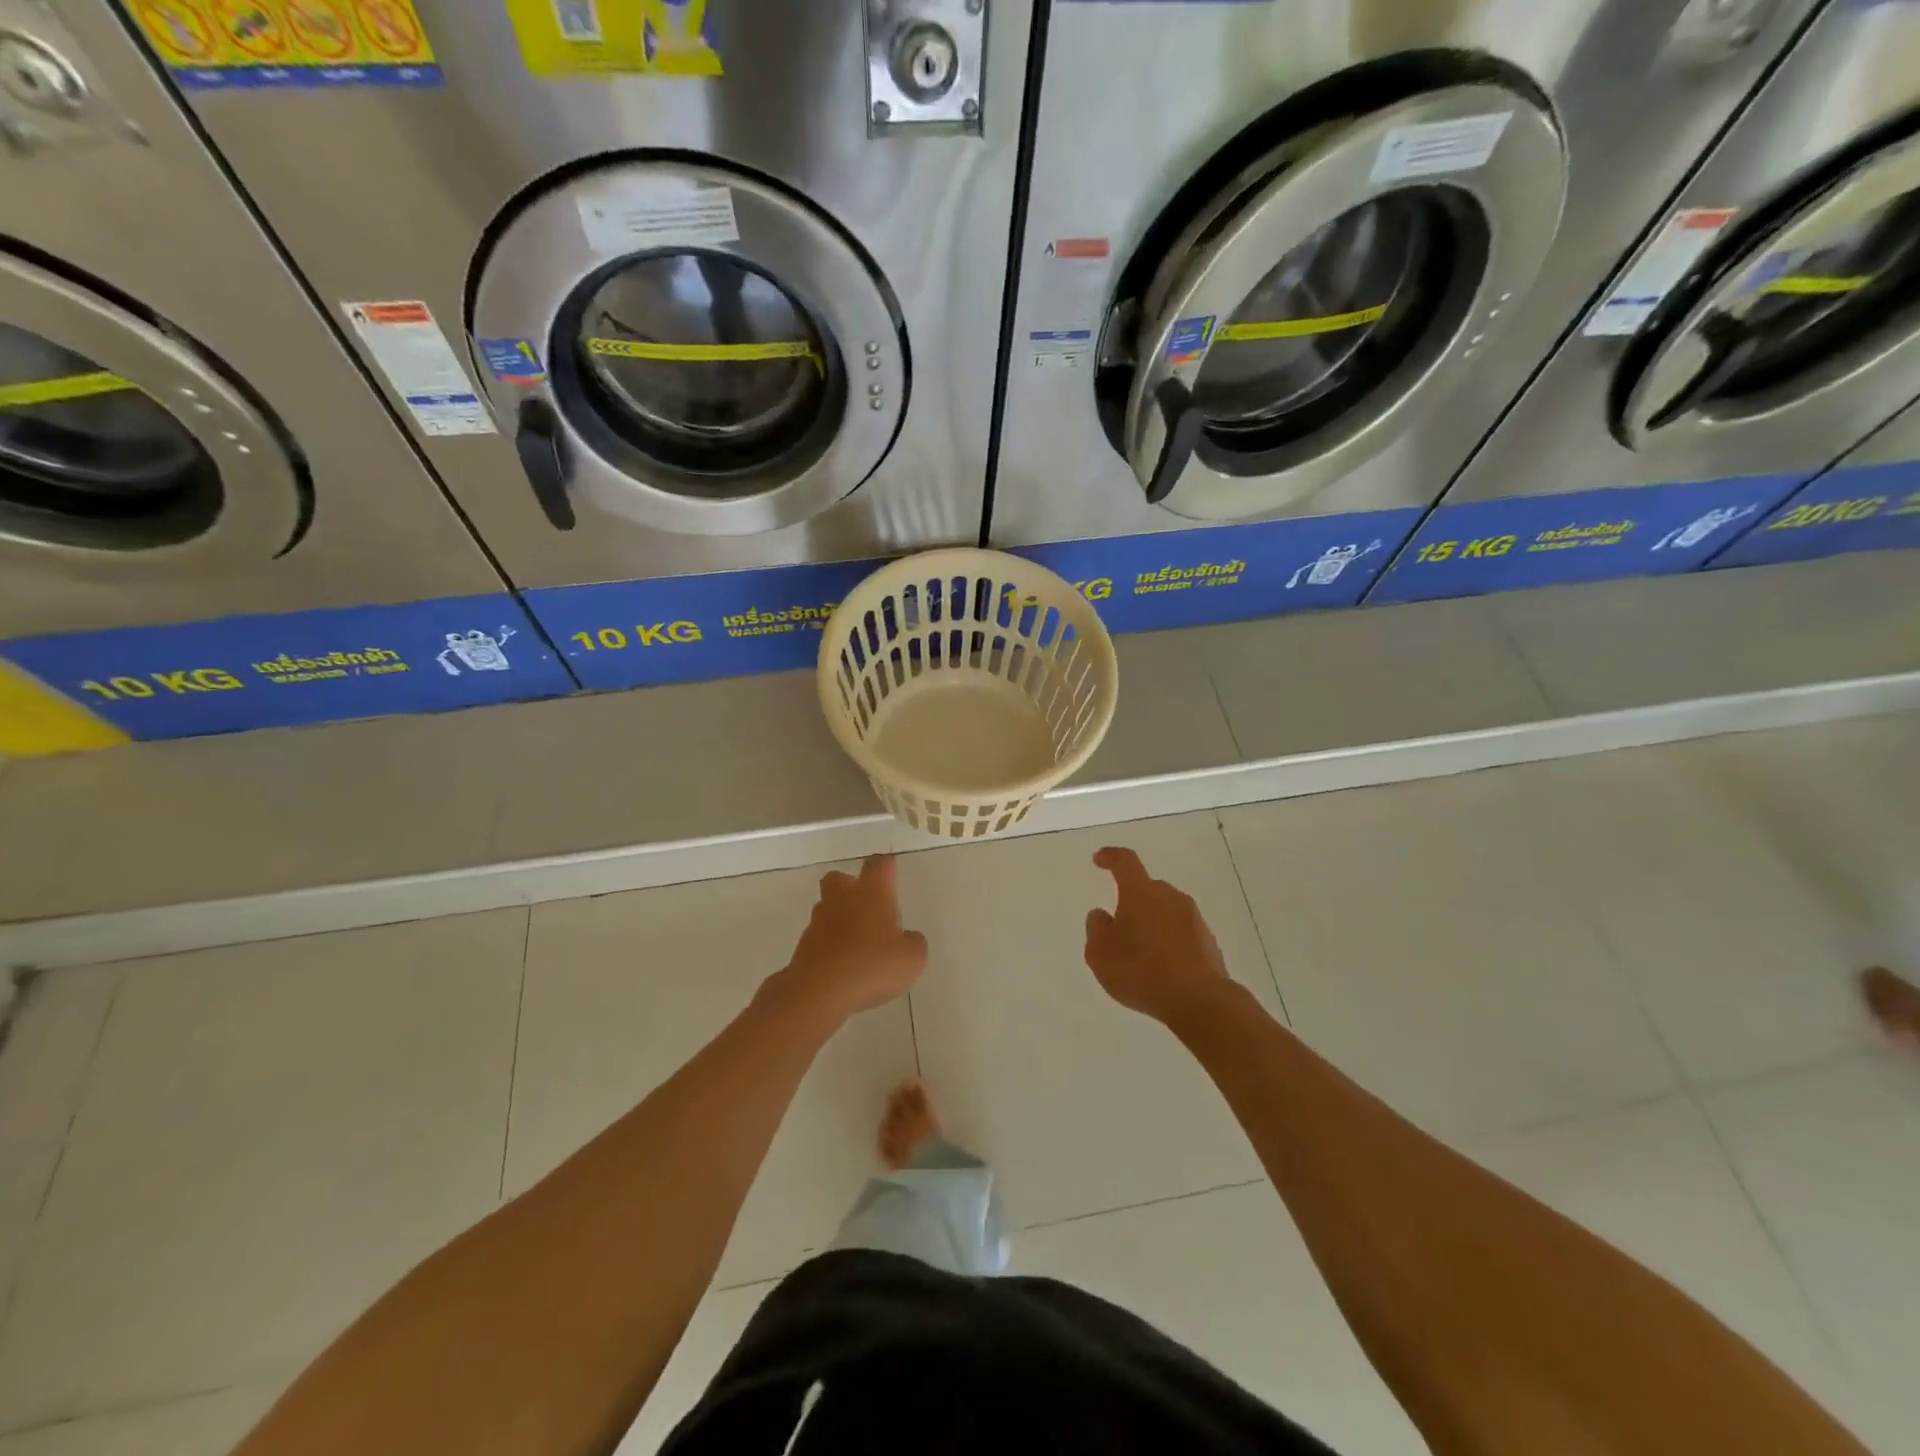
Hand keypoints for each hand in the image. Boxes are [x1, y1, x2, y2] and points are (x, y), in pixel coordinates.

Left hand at [774, 855, 927, 1022]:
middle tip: (868, 906)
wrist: (819, 993)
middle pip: (840, 878)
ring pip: (828, 907)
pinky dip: (830, 946)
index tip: (892, 874)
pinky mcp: (803, 946)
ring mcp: (818, 922)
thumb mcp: (911, 959)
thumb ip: (913, 943)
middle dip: (851, 886)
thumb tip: (908, 939)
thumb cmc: (871, 966)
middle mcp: (842, 898)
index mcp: (871, 892)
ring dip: (840, 918)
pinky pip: (820, 937)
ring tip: (858, 943)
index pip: (879, 865)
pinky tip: (844, 966)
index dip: (886, 867)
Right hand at [1084, 846, 1232, 1024]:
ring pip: (1165, 910)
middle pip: (1147, 888)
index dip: (1110, 857)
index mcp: (1141, 892)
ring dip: (1151, 922)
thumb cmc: (1141, 972)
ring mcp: (1194, 918)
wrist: (1200, 1001)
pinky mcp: (1208, 940)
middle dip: (1132, 901)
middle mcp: (1170, 897)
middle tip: (1119, 926)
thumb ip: (1096, 929)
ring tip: (1140, 952)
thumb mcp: (1100, 954)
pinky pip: (1181, 931)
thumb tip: (1101, 914)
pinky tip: (1162, 967)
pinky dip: (1169, 941)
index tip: (1099, 859)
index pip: (1125, 862)